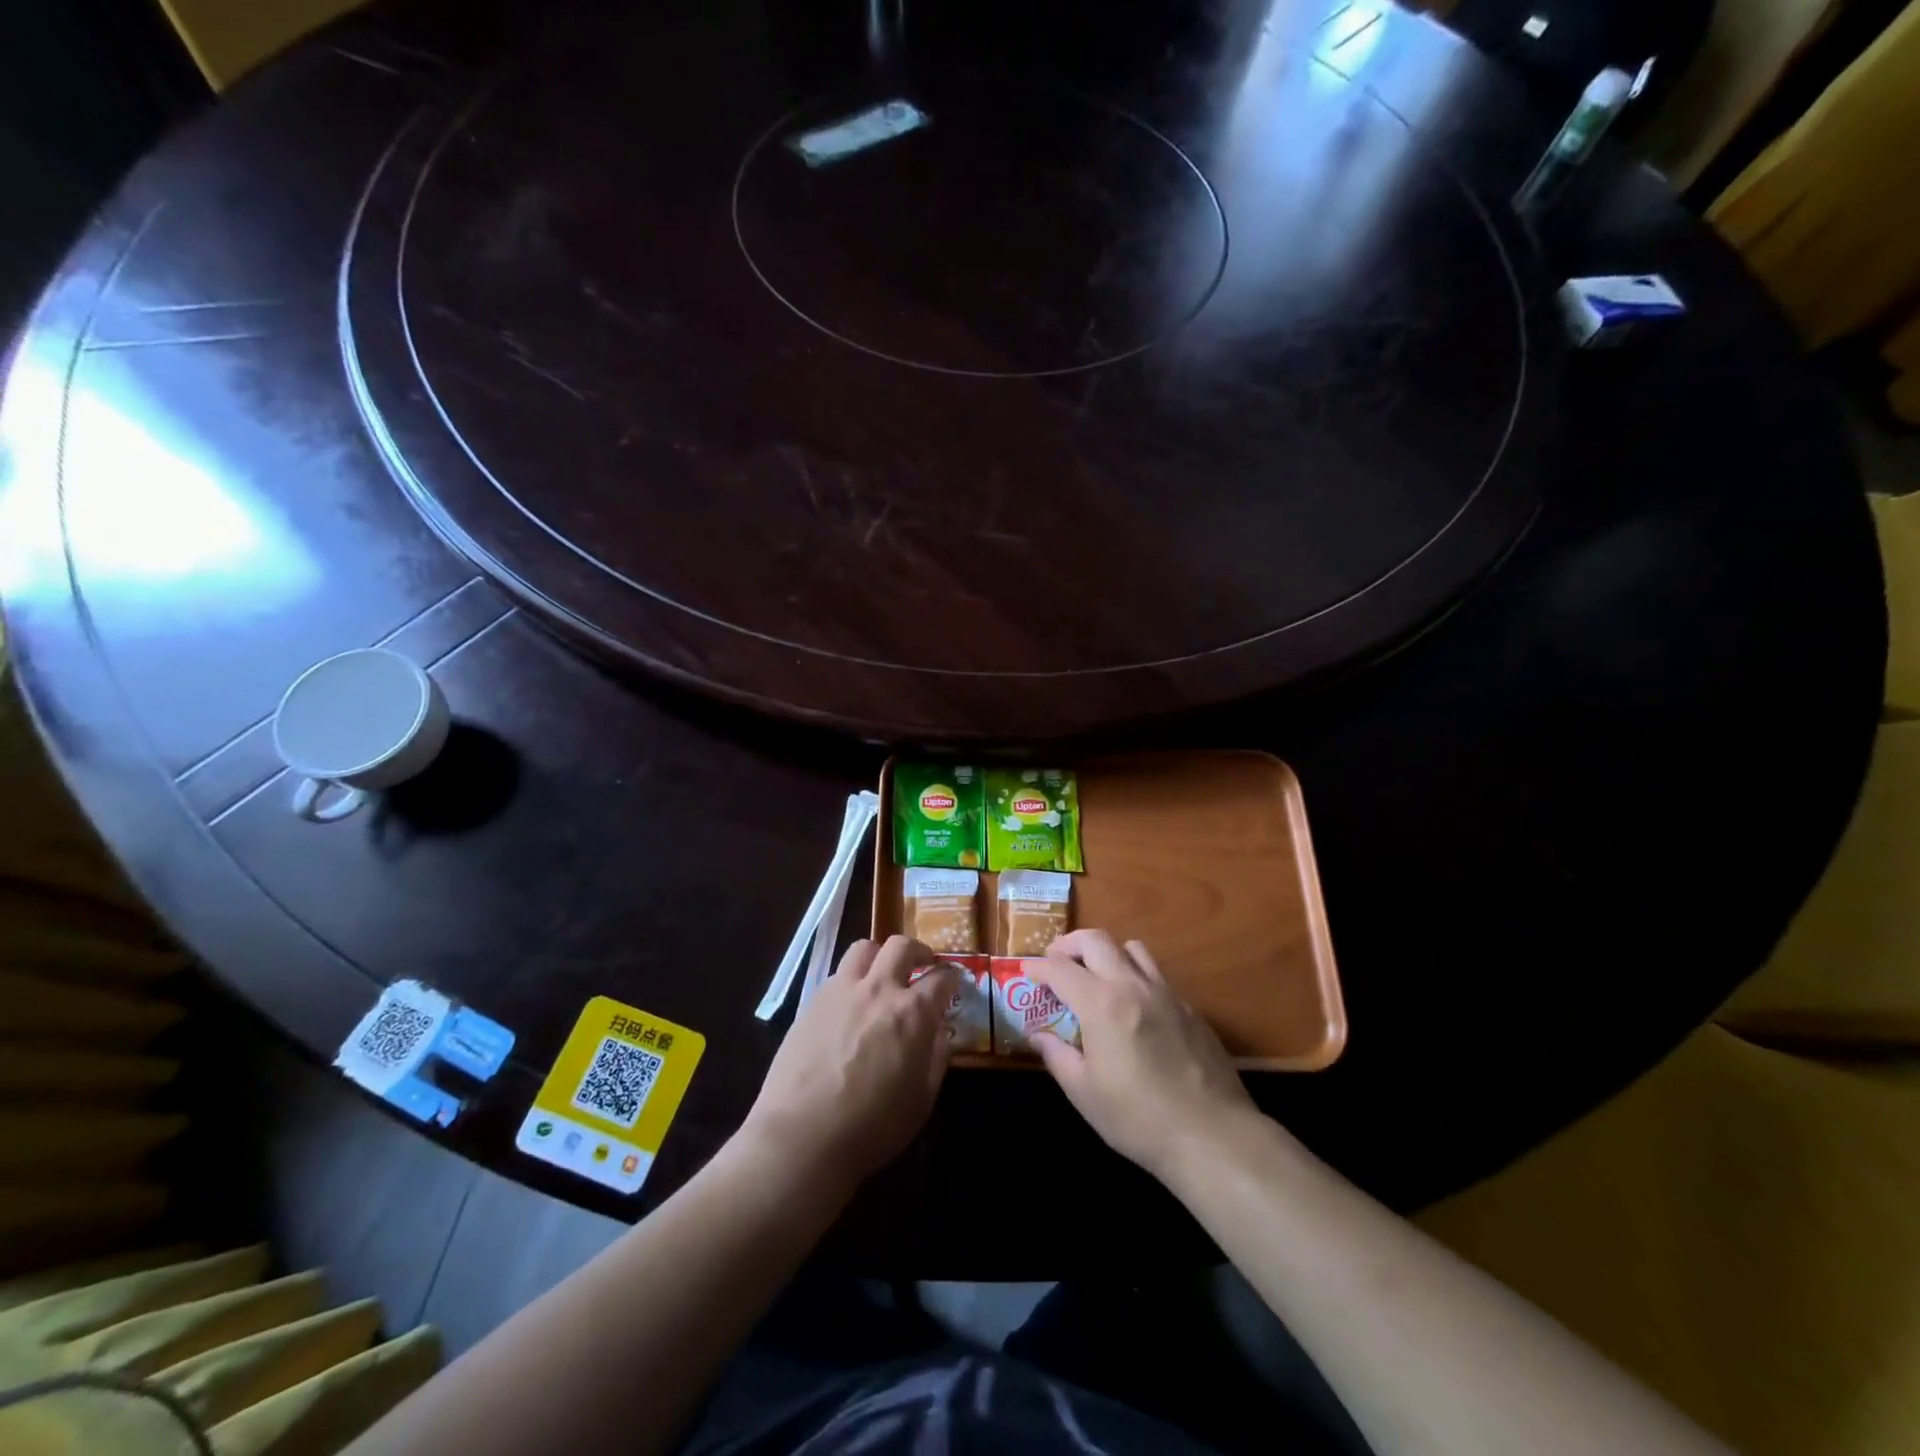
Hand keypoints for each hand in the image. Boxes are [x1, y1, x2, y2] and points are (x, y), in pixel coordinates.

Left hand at [742, 936, 957, 1188]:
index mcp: (913, 1013)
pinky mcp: (812, 1001)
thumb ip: (936, 1058)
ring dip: (879, 956)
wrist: (803, 1135)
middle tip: (922, 965)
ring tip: (882, 974)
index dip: (952, 977)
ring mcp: (841, 991)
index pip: (941, 978)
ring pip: (864, 948)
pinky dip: (852, 979)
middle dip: (918, 951)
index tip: (954, 982)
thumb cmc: (872, 1126)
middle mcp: (879, 989)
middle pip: (901, 946)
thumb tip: (939, 1032)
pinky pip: (838, 974)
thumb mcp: (922, 1100)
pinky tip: (850, 1004)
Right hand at [1030, 930, 1258, 1181]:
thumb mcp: (1084, 1093)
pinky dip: (1135, 976)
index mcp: (1101, 1004)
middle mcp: (1133, 985)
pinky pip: (1157, 975)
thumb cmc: (1138, 1118)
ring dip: (1107, 953)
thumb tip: (1037, 1035)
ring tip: (1096, 976)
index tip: (1026, 971)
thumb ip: (1057, 1056)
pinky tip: (1133, 1007)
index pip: (1060, 968)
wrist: (1212, 1135)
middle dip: (1069, 944)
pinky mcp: (1190, 1008)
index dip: (1038, 966)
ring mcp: (1166, 993)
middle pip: (1096, 940)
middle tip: (1056, 961)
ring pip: (1132, 948)